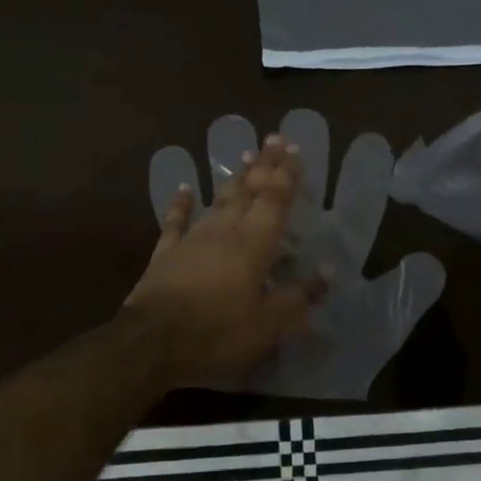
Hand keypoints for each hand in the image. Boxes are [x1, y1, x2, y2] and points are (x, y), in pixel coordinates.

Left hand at [148, 109, 445, 397]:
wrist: (152, 342)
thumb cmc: (218, 332)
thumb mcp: (269, 324)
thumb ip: (300, 296)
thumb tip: (329, 271)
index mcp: (255, 244)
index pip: (275, 199)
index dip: (287, 173)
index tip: (295, 148)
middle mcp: (226, 231)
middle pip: (248, 191)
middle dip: (264, 165)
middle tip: (273, 139)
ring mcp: (193, 239)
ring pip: (218, 201)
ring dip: (234, 179)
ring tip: (244, 156)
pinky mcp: (167, 254)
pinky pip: (176, 222)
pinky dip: (182, 204)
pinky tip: (185, 189)